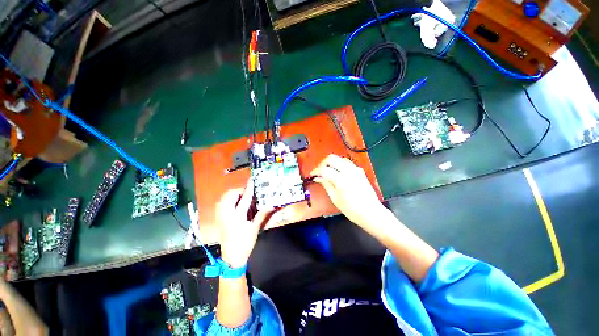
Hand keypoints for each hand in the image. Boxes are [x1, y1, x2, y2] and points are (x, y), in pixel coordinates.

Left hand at [217, 178, 272, 268]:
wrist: (231, 257)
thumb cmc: (245, 243)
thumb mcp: (255, 228)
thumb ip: (262, 214)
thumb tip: (271, 204)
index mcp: (237, 216)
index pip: (244, 198)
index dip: (249, 188)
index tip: (252, 180)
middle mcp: (227, 214)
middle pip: (230, 195)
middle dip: (239, 191)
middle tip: (248, 193)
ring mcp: (221, 216)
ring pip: (224, 198)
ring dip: (233, 194)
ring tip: (242, 197)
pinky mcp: (219, 218)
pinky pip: (221, 203)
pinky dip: (228, 200)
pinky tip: (235, 204)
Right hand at [311, 154, 386, 228]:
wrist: (371, 213)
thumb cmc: (352, 210)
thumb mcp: (335, 198)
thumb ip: (326, 185)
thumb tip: (317, 178)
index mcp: (341, 179)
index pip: (324, 169)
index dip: (315, 171)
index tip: (312, 174)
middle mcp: (349, 171)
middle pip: (331, 158)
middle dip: (323, 163)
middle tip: (319, 172)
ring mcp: (356, 169)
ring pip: (339, 158)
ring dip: (331, 163)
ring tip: (327, 172)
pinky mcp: (360, 171)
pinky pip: (347, 163)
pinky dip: (339, 165)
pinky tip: (337, 173)